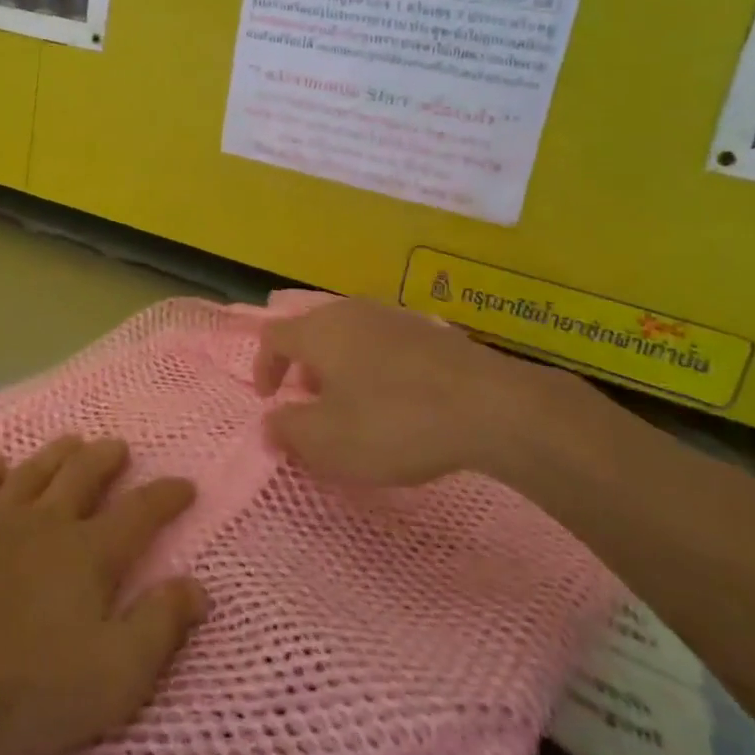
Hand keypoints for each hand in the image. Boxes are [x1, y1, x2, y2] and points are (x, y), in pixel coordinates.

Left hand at [0, 437, 208, 754]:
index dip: (167, 496)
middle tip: (119, 447)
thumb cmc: (18, 688)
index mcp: (88, 554)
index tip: (186, 484)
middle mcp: (45, 524)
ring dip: (56, 454)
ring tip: (70, 440)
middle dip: (106, 458)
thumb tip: (198, 587)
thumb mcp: (111, 677)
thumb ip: (159, 628)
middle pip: (83, 476)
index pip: (140, 513)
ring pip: (33, 472)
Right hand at [254, 298, 581, 486]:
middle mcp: (351, 313)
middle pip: (313, 333)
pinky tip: (398, 403)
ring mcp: (394, 317)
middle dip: (304, 369)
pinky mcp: (430, 332)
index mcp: (319, 331)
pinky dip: (375, 370)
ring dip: (340, 370)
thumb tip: (270, 423)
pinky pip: (385, 346)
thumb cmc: (392, 421)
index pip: (274, 336)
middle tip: (311, 404)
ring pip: (350, 338)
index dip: (265, 367)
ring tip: (354, 407)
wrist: (489, 405)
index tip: (269, 400)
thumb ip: (288, 431)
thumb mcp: (327, 441)